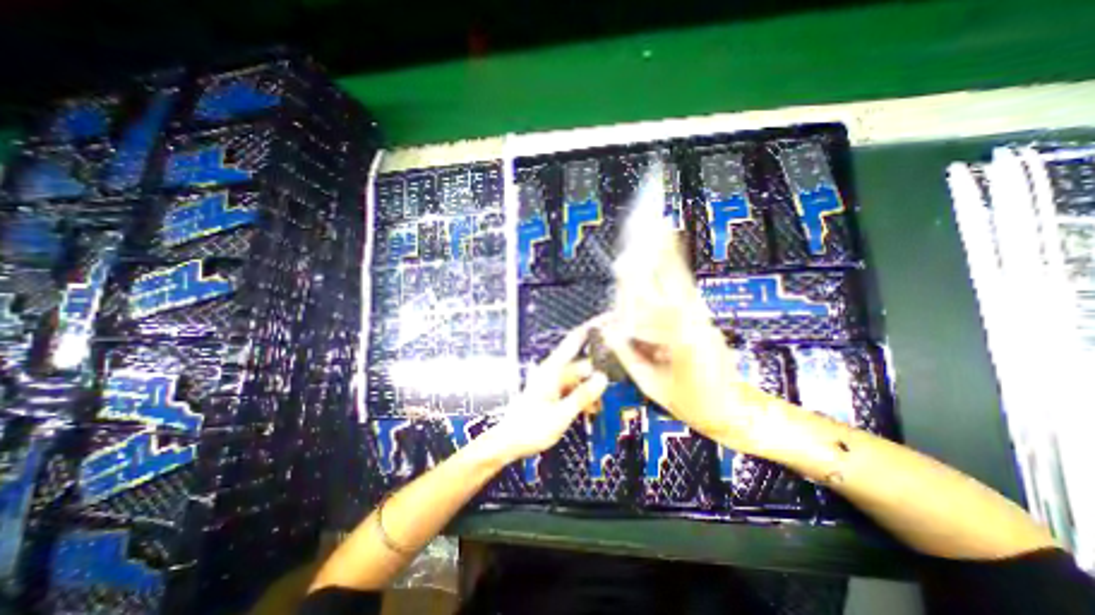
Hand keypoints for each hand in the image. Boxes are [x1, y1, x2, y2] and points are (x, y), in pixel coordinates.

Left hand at [490, 322, 612, 460]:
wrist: (508, 442)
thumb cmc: (530, 428)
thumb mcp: (561, 414)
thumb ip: (583, 395)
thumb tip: (602, 378)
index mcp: (553, 369)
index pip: (575, 339)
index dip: (592, 326)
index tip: (609, 318)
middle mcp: (553, 370)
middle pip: (582, 363)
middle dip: (597, 374)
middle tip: (613, 385)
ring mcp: (553, 381)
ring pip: (579, 378)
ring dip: (590, 390)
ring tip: (596, 408)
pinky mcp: (552, 391)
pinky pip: (573, 388)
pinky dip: (582, 396)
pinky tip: (588, 410)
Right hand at [603, 225, 791, 455]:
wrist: (731, 409)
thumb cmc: (690, 403)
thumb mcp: (651, 384)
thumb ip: (628, 354)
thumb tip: (607, 328)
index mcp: (679, 342)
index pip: (651, 304)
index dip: (637, 282)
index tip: (625, 260)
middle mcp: (694, 323)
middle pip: (671, 281)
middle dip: (658, 252)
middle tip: (649, 223)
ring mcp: (702, 319)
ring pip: (681, 282)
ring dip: (668, 255)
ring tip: (659, 228)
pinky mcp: (704, 319)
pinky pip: (686, 291)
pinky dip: (676, 270)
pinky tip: (670, 255)